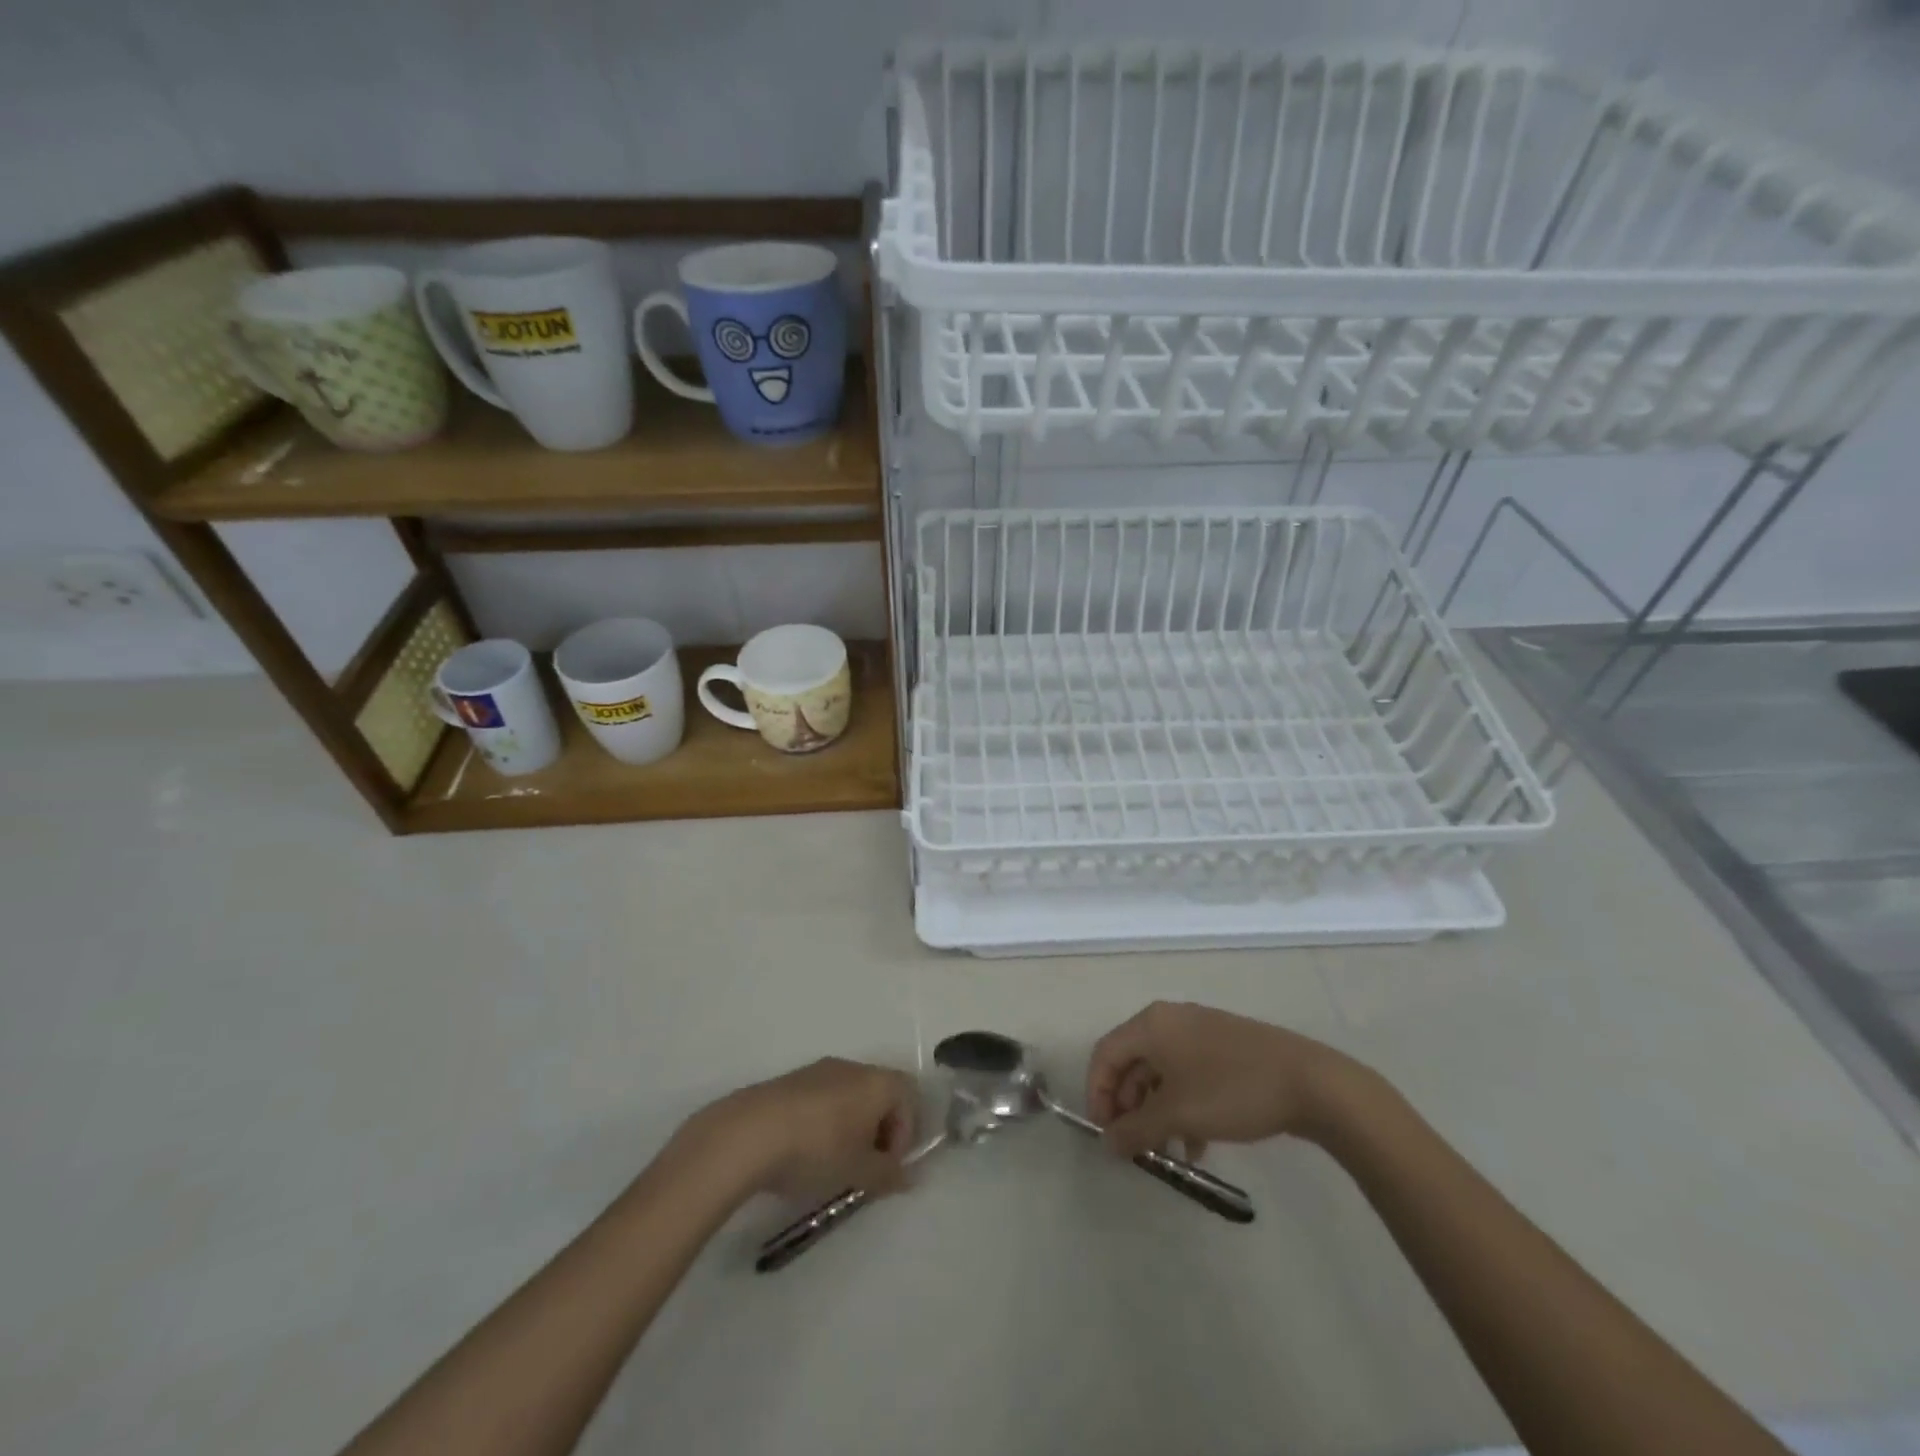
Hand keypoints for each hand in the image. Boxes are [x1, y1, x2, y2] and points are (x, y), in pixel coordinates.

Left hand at [681, 1057, 918, 1202]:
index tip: (887, 1166)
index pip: (910, 1097)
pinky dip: (824, 1122)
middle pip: (880, 1094)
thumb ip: (888, 1174)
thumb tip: (909, 1177)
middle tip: (864, 1168)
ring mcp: (819, 1070)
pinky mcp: (790, 1081)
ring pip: (849, 1096)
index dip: (906, 1134)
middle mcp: (852, 1067)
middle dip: (879, 1131)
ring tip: (832, 1164)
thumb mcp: (859, 1172)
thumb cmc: (817, 1149)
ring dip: (851, 1127)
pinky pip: (821, 1099)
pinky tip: (804, 1153)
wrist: (749, 1133)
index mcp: (877, 1081)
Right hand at [1086, 1002, 1370, 1159]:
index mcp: (1151, 1024)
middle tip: (1135, 1145)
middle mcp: (1170, 1020)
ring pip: (1161, 1072)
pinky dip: (1182, 1106)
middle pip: (1131, 1062)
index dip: (1097, 1095)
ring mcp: (1200, 1032)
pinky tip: (1197, 1144)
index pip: (1105, 1054)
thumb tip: (1107, 1144)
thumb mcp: (1178, 1114)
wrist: (1310, 1082)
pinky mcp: (1224, 1048)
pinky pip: (1187, 1075)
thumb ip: (1136, 1129)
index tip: (1107, 1134)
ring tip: (1167, 1151)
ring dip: (1156, 1112)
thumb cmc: (1231, 1090)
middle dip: (1128, 1107)